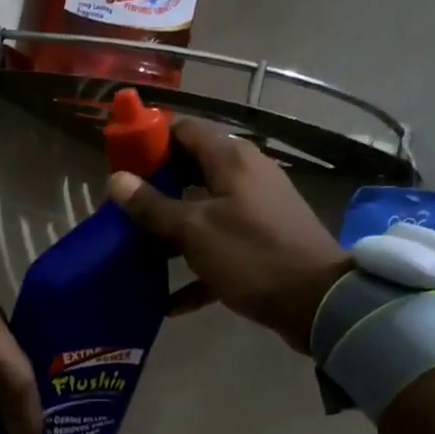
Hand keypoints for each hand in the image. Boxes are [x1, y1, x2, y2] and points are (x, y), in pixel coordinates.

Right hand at [107, 121, 350, 351]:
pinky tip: (169, 302)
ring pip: (202, 213)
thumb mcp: (194, 230)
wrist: (318, 302)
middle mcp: (246, 177)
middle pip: (191, 172)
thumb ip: (153, 206)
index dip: (150, 142)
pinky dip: (196, 270)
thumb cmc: (252, 255)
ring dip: (171, 232)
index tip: (122, 166)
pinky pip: (219, 250)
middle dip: (155, 190)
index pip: (184, 130)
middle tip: (123, 212)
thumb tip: (116, 180)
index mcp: (231, 159)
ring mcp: (255, 212)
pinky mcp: (261, 245)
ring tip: (137, 252)